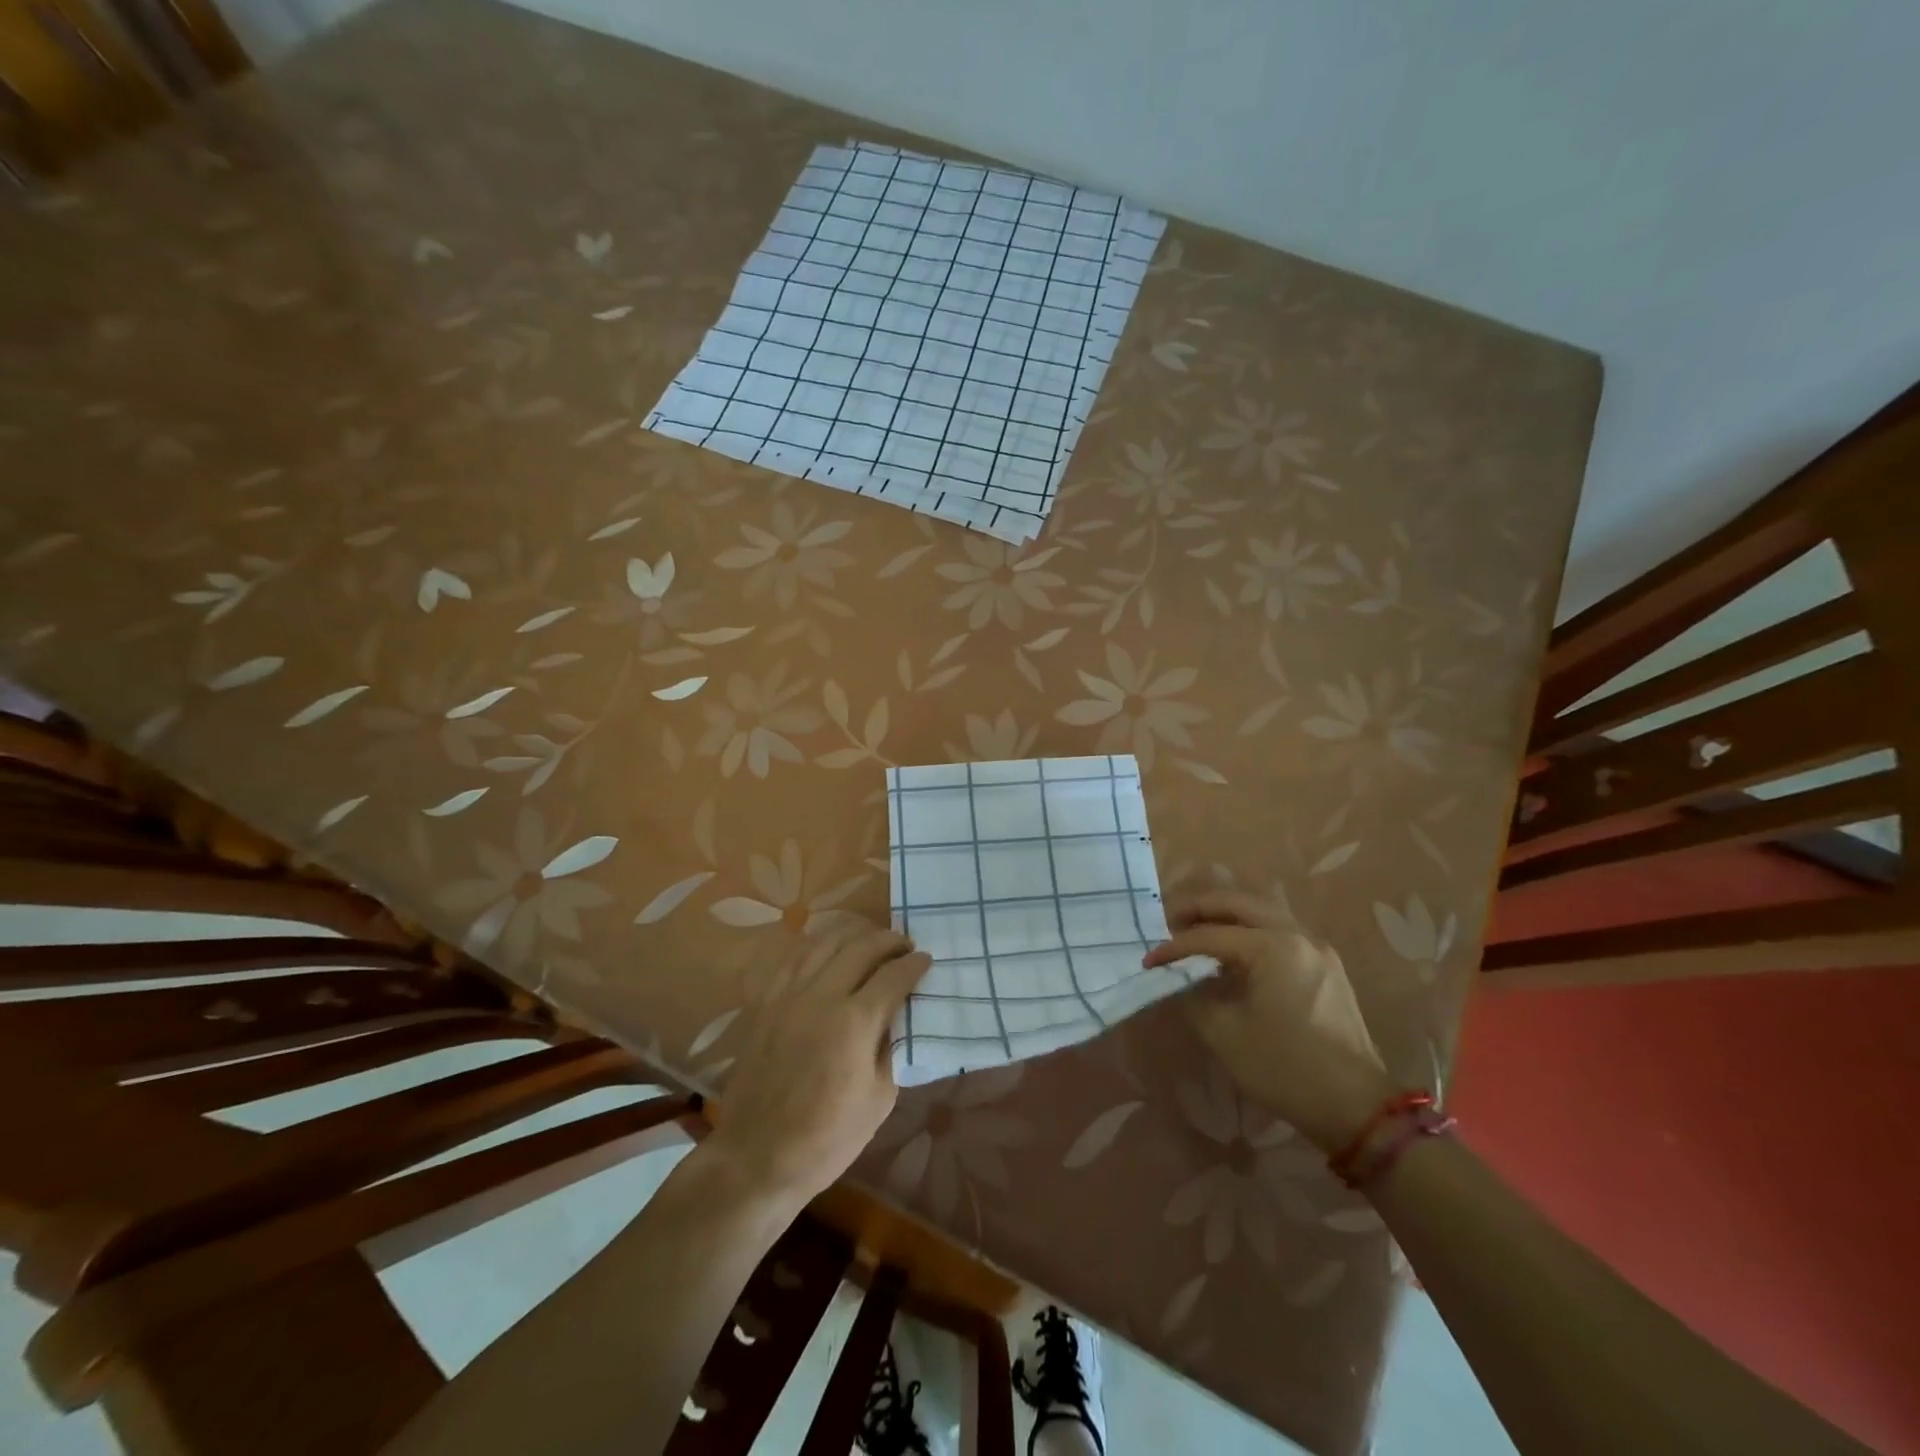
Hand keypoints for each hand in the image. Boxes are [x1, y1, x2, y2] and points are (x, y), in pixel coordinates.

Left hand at [706, 922, 931, 1204]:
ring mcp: (790, 995)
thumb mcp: (880, 1098)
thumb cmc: (828, 1137)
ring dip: (855, 935)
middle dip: (889, 940)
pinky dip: (819, 947)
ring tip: (871, 940)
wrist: (758, 1156)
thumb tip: (901, 1014)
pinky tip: (830, 951)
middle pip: (861, 947)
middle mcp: (822, 995)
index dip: (914, 965)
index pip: (893, 975)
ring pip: (826, 942)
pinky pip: (796, 957)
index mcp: (855, 1021)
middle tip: (905, 946)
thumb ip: (893, 1047)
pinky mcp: (767, 1002)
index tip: (927, 960)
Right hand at [1145, 891, 1394, 1151]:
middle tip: (1169, 921)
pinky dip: (1250, 930)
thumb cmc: (1285, 1068)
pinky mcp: (1326, 967)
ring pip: (1263, 912)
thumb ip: (1192, 996)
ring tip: (1197, 930)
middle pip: (1239, 904)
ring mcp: (1317, 949)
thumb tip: (1177, 980)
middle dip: (1200, 909)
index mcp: (1273, 948)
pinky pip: (1280, 931)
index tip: (1149, 961)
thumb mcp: (1225, 1034)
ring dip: (1226, 915)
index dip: (1175, 947)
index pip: (1211, 935)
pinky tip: (1233, 951)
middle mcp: (1297, 936)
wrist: (1356, 1107)